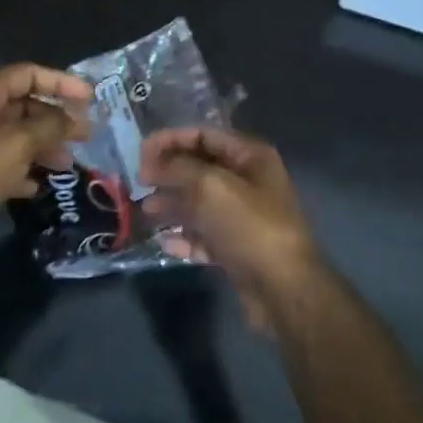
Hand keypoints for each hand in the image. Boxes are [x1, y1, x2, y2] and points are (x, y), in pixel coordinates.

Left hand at [0, 63, 93, 238]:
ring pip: (21, 137)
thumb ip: (50, 126)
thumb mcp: (16, 144)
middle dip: (57, 119)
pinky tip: (41, 185)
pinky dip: (27, 171)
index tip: (90, 98)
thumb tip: (75, 119)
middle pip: (26, 106)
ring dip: (46, 147)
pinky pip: (10, 165)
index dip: (60, 82)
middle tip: (87, 135)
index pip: (27, 75)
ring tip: (67, 164)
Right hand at [139, 126, 323, 327]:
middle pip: (199, 168)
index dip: (170, 139)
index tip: (140, 154)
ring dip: (172, 204)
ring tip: (147, 212)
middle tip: (140, 183)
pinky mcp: (237, 247)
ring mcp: (243, 216)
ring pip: (199, 203)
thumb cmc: (248, 226)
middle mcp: (248, 181)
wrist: (283, 287)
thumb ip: (177, 168)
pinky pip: (204, 235)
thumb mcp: (210, 186)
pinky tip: (166, 243)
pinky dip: (185, 237)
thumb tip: (152, 166)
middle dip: (168, 173)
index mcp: (250, 156)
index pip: (203, 135)